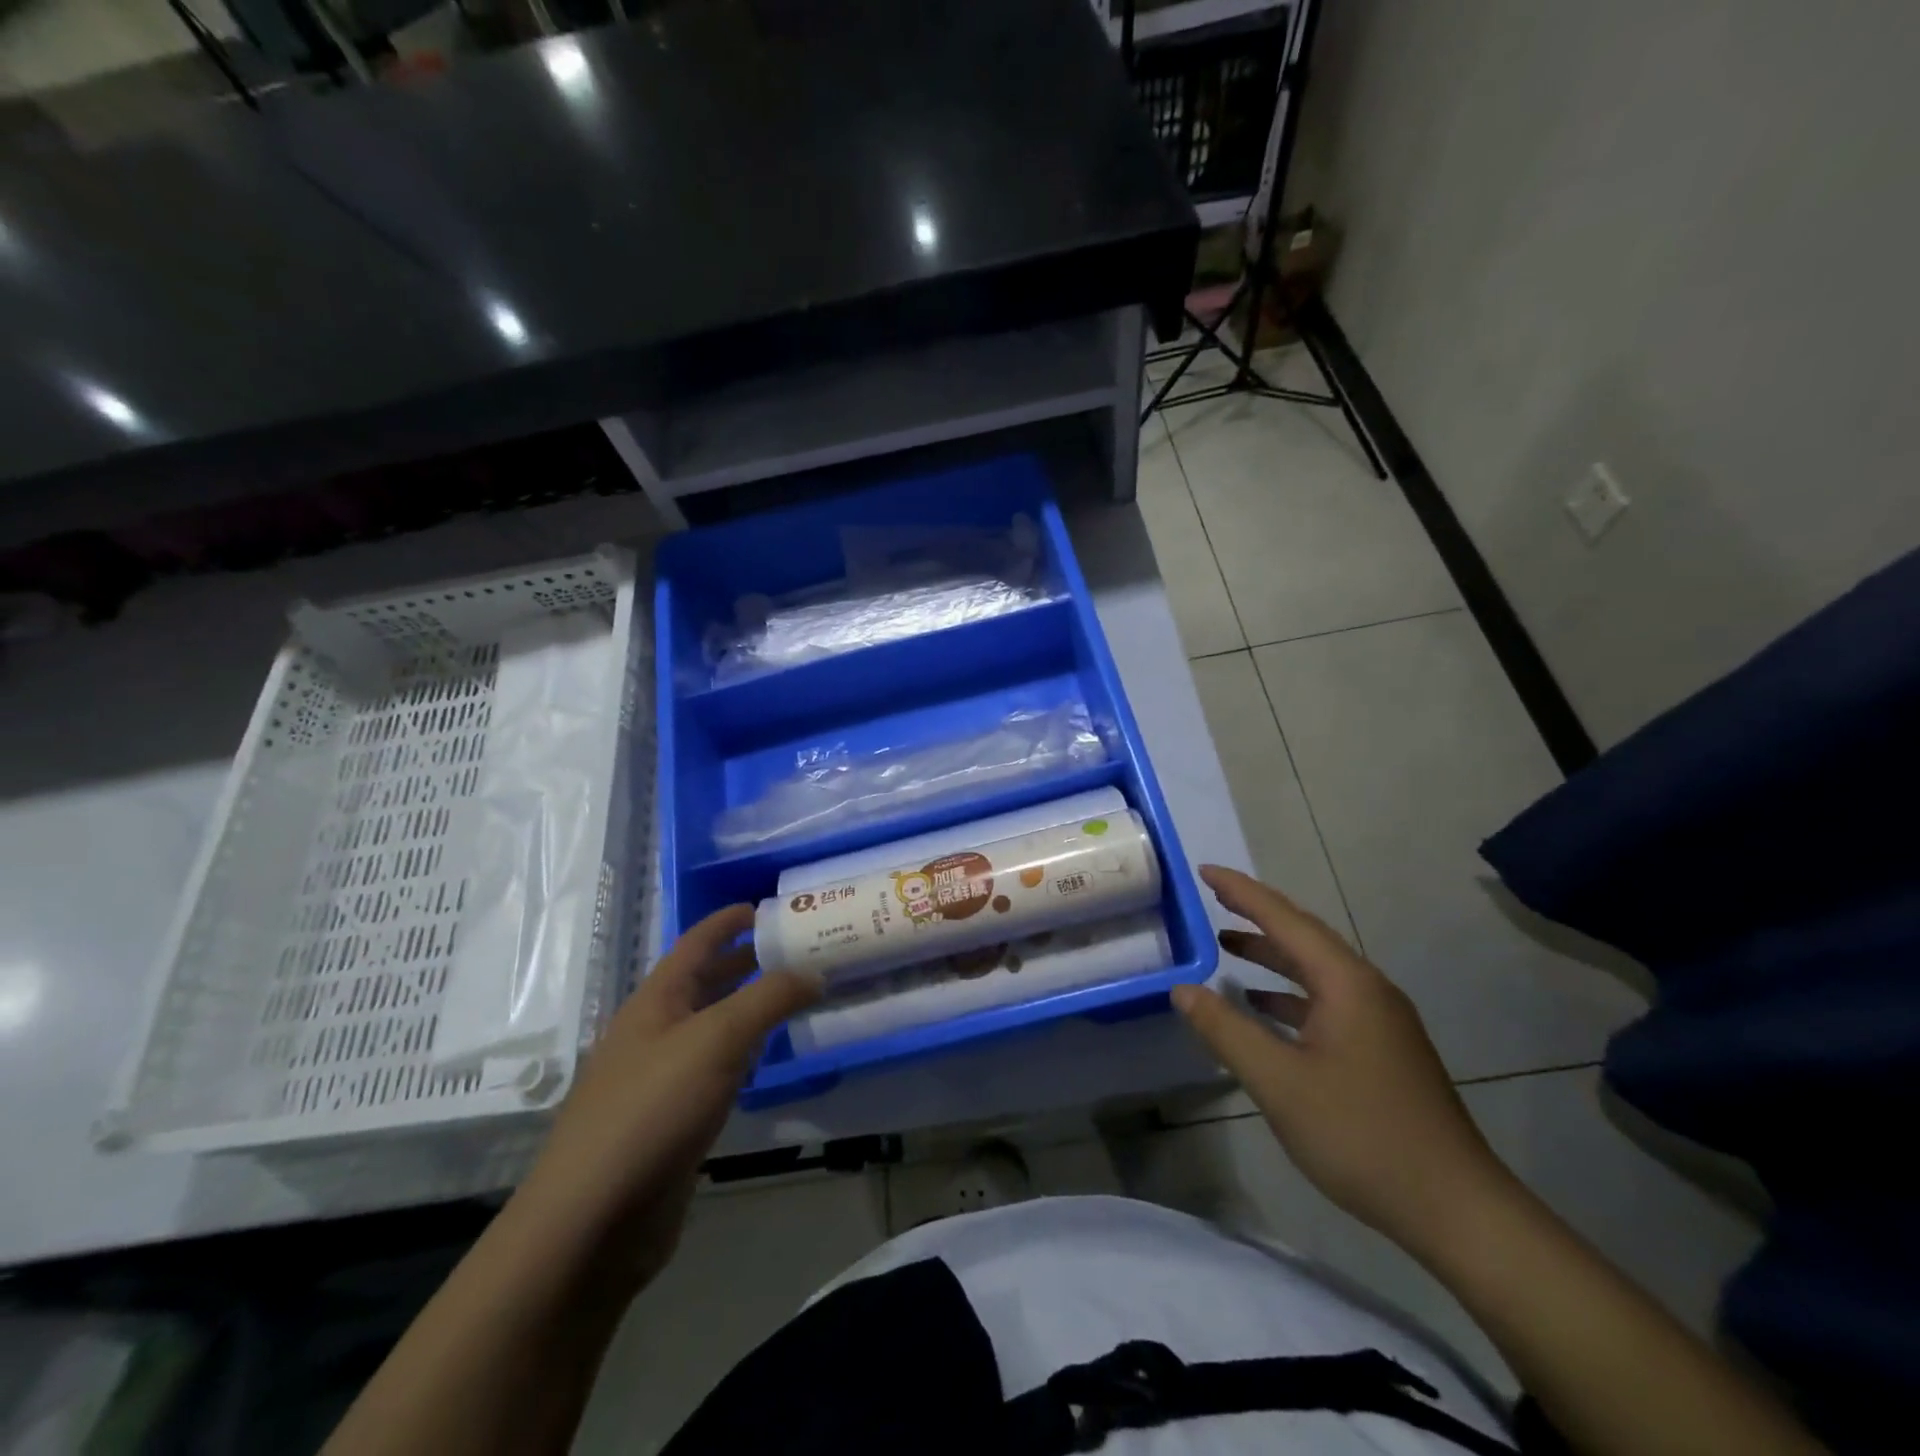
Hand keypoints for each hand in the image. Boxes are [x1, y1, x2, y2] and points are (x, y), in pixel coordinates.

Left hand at [517, 905, 819, 1289]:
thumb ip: (769, 999)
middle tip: (800, 949)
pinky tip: (770, 1057)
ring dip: (751, 1008)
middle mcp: (656, 1031)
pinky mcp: (674, 1120)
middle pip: (706, 982)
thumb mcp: (716, 1039)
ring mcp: (662, 1077)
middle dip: (748, 962)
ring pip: (714, 1027)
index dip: (728, 921)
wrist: (592, 1221)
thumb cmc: (651, 1110)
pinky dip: (746, 1053)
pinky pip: (717, 1069)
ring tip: (797, 995)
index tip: (769, 906)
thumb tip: (815, 971)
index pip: (696, 943)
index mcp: (656, 1000)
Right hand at [1171, 865, 1511, 1252]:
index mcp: (1346, 983)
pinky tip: (1262, 1008)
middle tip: (1212, 897)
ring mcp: (1380, 1020)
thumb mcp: (1279, 1082)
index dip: (1241, 892)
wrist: (1456, 1209)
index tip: (1203, 871)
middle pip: (1303, 936)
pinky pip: (1325, 1000)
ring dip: (1271, 954)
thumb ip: (1226, 1030)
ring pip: (1315, 970)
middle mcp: (1366, 989)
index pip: (1284, 919)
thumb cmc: (1361, 1135)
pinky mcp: (1382, 1049)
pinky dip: (1288, 993)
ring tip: (1226, 945)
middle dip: (1256, 914)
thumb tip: (1182, 989)